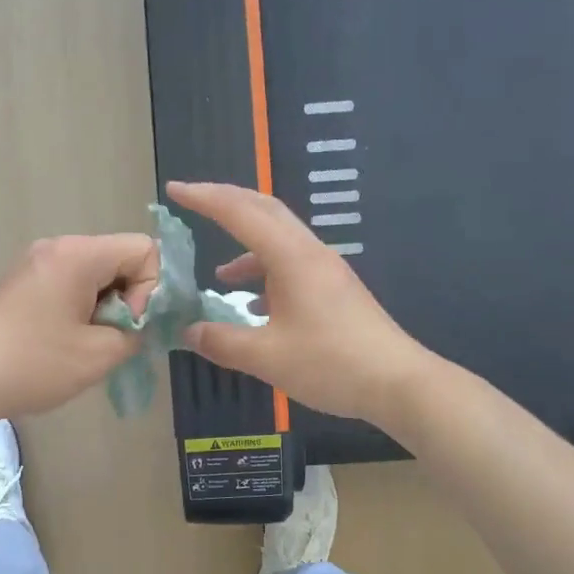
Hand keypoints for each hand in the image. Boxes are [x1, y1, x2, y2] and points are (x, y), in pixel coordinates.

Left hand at [0, 233, 158, 424]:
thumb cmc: (36, 364)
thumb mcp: (101, 354)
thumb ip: (138, 331)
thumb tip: (143, 323)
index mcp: (78, 254)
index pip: (144, 249)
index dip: (150, 289)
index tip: (128, 325)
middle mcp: (57, 246)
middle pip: (120, 258)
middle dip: (129, 298)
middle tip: (112, 338)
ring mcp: (37, 262)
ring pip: (97, 273)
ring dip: (106, 306)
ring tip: (90, 343)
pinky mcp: (24, 281)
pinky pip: (72, 282)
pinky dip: (83, 307)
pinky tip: (68, 339)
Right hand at [167, 181, 428, 426]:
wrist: (398, 383)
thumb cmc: (331, 364)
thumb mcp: (266, 357)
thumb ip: (222, 341)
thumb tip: (189, 332)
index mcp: (292, 258)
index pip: (240, 213)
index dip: (205, 198)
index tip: (174, 189)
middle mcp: (310, 253)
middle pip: (265, 211)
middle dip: (226, 203)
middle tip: (193, 202)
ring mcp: (327, 271)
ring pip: (279, 240)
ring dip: (246, 247)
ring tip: (219, 276)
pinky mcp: (336, 291)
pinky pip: (292, 266)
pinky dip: (265, 273)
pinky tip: (256, 306)